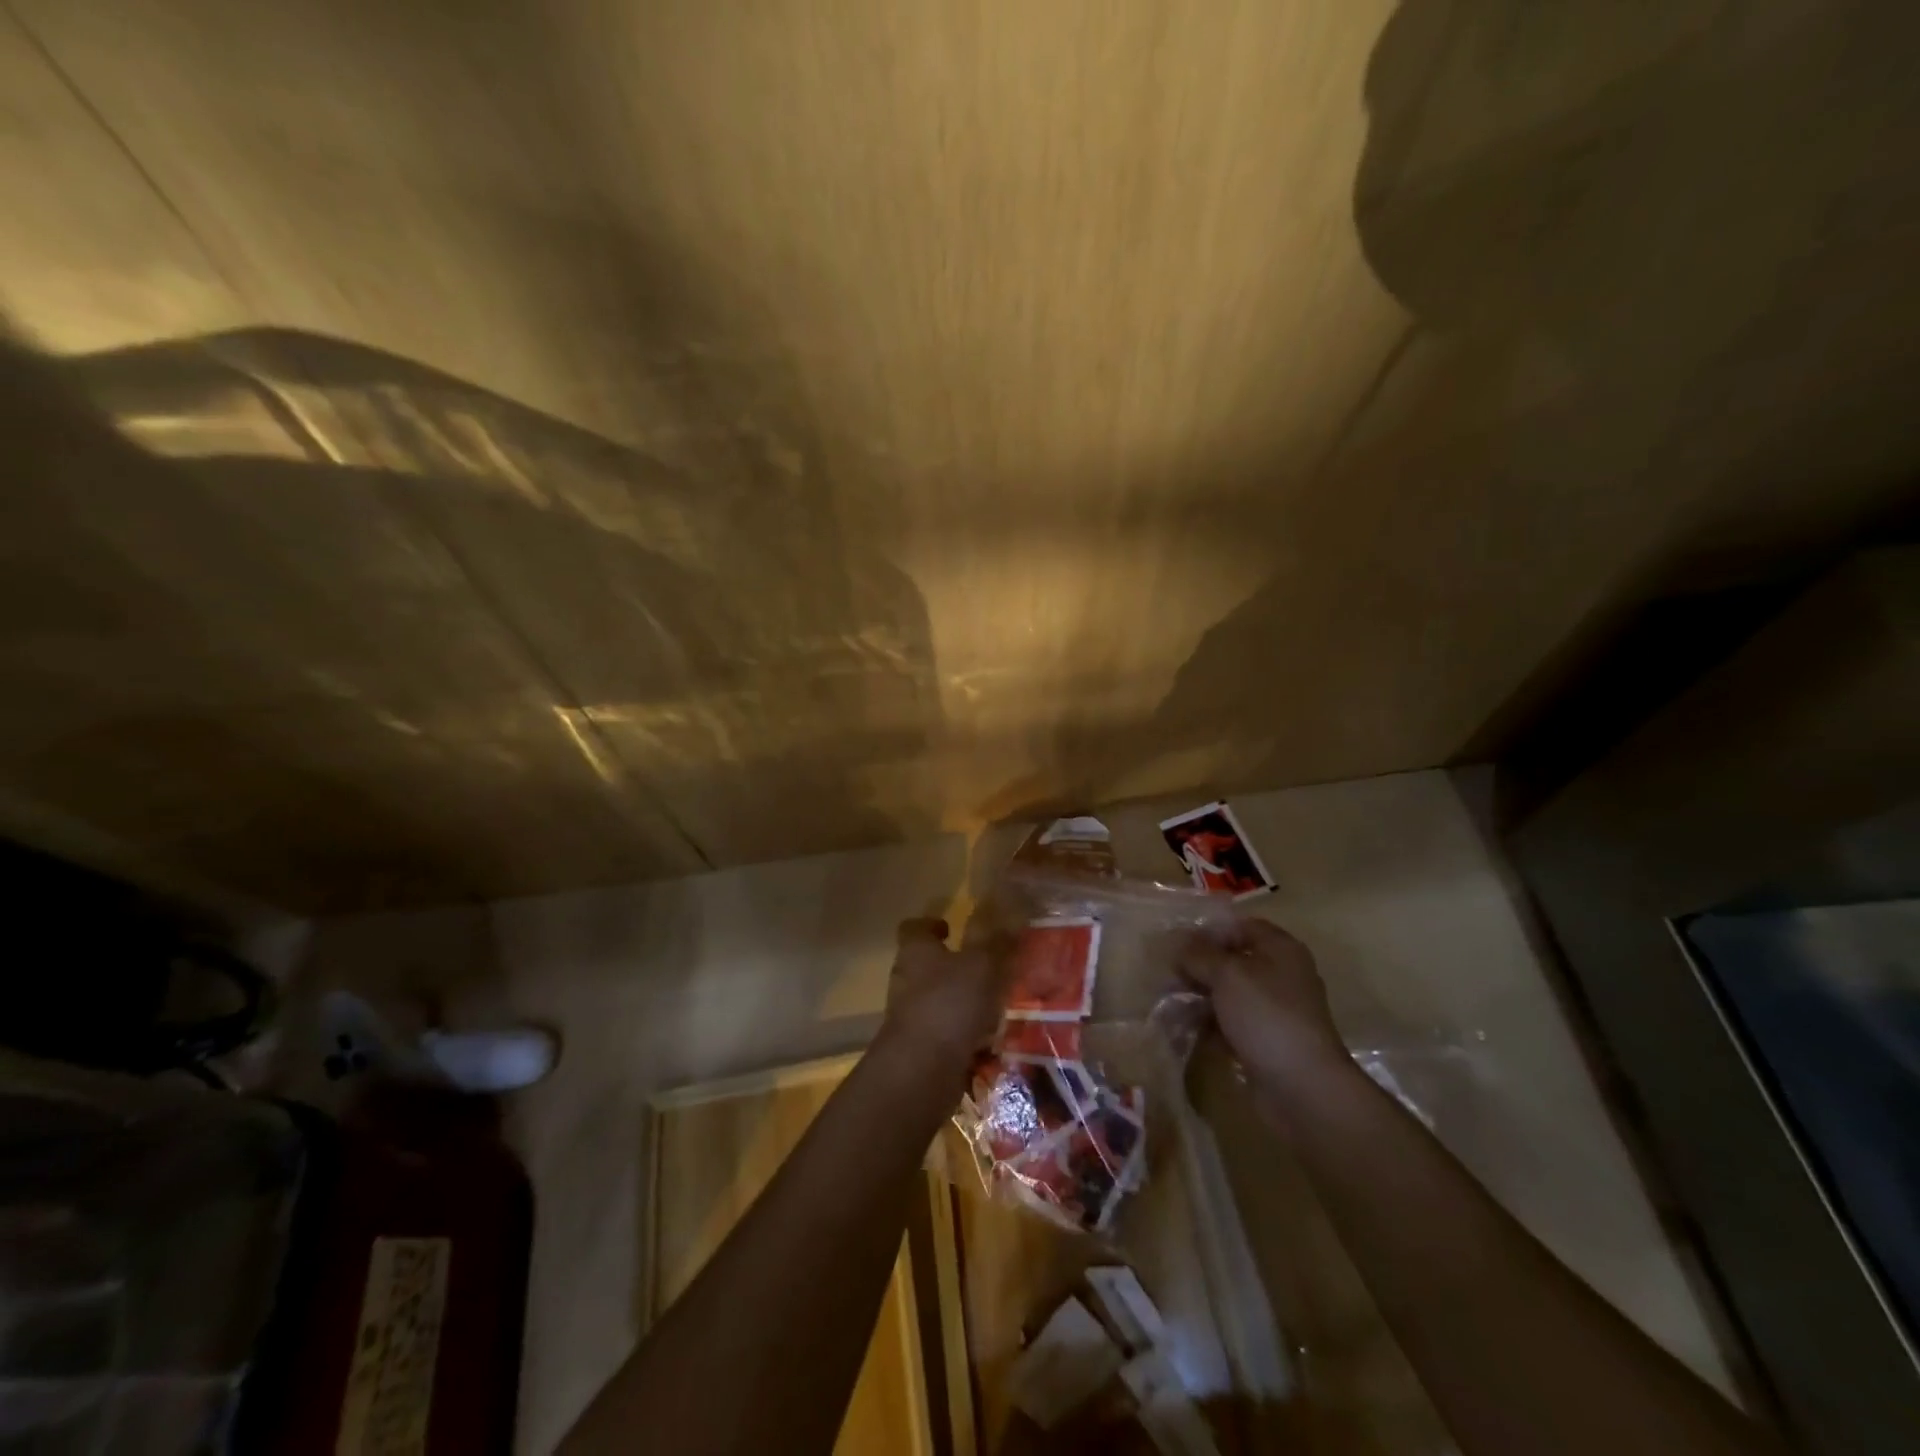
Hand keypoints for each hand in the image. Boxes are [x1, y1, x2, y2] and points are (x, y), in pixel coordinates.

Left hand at [878, 914, 1015, 1075]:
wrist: (922, 1072)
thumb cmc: (949, 1004)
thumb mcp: (982, 965)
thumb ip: (997, 941)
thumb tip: (1013, 914)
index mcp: (915, 953)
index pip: (913, 929)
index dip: (930, 925)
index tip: (949, 927)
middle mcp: (906, 982)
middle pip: (925, 966)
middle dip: (953, 966)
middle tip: (986, 967)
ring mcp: (910, 1018)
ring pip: (938, 1001)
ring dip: (962, 1002)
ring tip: (996, 1005)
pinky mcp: (920, 1050)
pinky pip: (946, 1035)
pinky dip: (965, 1036)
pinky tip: (992, 1041)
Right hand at [1177, 915, 1347, 1091]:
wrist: (1302, 1087)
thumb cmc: (1266, 1016)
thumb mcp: (1227, 974)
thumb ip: (1199, 954)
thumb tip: (1177, 943)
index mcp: (1281, 950)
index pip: (1241, 926)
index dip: (1210, 931)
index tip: (1178, 943)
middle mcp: (1281, 976)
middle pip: (1233, 960)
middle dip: (1199, 966)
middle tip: (1167, 975)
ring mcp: (1274, 1011)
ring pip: (1229, 993)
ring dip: (1200, 996)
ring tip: (1168, 1001)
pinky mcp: (1266, 1041)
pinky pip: (1231, 1023)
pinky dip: (1209, 1023)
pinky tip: (1183, 1027)